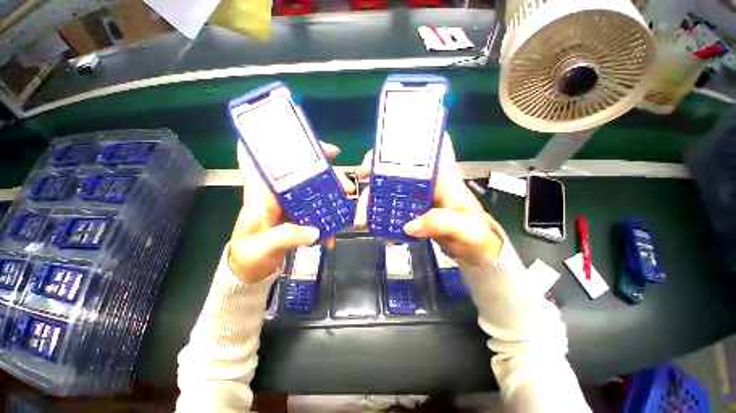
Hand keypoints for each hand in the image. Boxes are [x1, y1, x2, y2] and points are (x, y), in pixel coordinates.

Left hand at [228, 141, 354, 283]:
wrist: (250, 270)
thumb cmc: (249, 256)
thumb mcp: (263, 249)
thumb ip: (286, 238)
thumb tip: (315, 232)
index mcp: (260, 195)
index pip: (259, 160)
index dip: (274, 144)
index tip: (303, 142)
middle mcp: (276, 195)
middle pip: (298, 172)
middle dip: (323, 169)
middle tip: (344, 179)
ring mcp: (289, 204)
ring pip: (312, 187)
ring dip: (331, 189)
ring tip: (347, 196)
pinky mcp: (298, 214)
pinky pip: (316, 206)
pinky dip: (328, 212)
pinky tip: (336, 225)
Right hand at [353, 133, 503, 265]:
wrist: (476, 251)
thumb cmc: (476, 235)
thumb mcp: (466, 230)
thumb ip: (441, 223)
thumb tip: (408, 226)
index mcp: (444, 177)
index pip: (433, 147)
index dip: (412, 138)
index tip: (389, 145)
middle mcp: (427, 183)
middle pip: (399, 167)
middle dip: (377, 170)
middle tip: (360, 179)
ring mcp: (417, 197)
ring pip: (389, 190)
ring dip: (372, 201)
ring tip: (362, 220)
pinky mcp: (412, 211)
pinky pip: (391, 209)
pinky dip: (381, 218)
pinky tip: (379, 231)